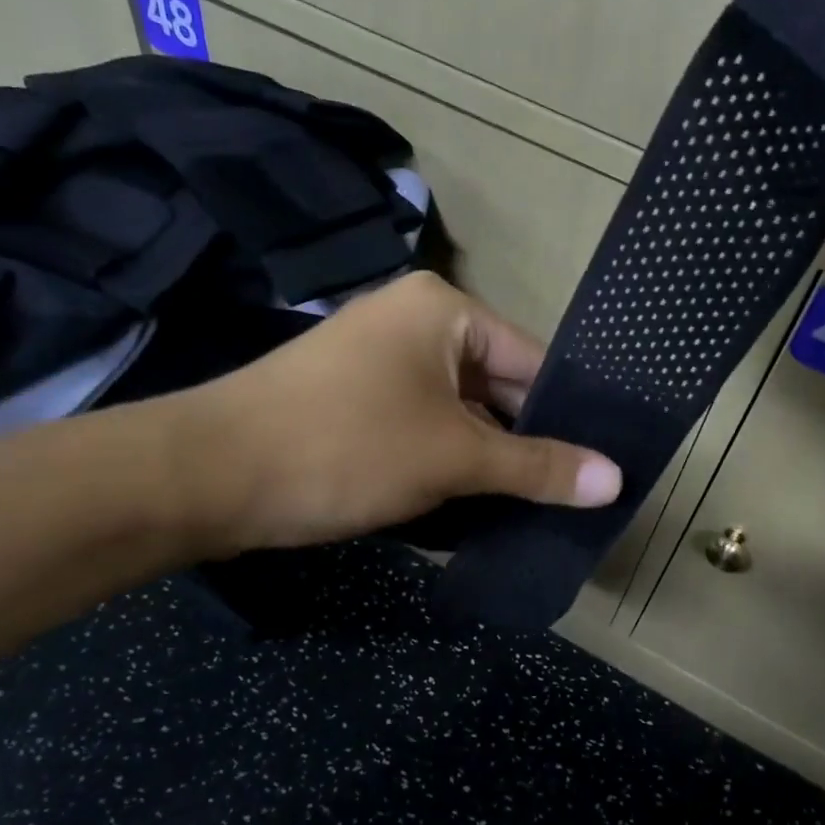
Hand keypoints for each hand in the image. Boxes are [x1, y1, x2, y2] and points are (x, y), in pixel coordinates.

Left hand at [157, 273, 620, 554]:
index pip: (532, 362)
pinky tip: (472, 513)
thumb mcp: (453, 458)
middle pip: (495, 390)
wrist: (207, 477)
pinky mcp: (353, 405)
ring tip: (531, 515)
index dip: (568, 418)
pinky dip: (445, 469)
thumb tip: (617, 479)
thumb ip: (538, 467)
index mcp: (444, 310)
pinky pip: (421, 432)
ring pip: (458, 418)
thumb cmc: (345, 447)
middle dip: (524, 449)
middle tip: (571, 502)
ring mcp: (378, 365)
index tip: (602, 469)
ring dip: (486, 467)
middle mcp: (413, 325)